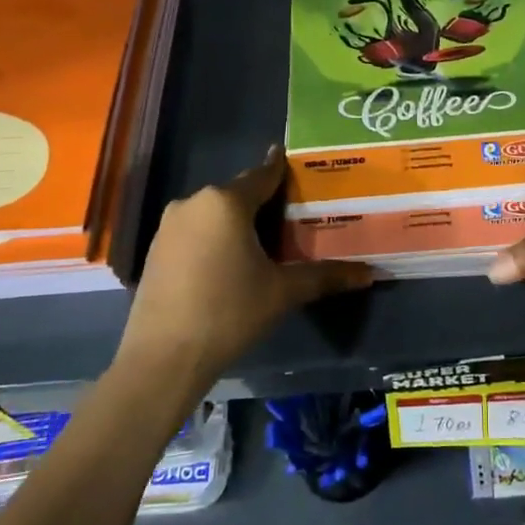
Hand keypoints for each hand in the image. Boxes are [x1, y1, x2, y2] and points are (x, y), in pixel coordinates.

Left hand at [122, 147, 372, 383]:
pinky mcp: (155, 249)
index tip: (300, 166)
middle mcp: (194, 202)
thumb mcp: (282, 292)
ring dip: (237, 222)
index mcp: (226, 202)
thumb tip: (369, 274)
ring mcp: (169, 225)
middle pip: (238, 194)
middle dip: (264, 202)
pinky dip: (215, 238)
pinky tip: (230, 262)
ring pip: (214, 213)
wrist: (163, 358)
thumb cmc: (229, 312)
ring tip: (265, 241)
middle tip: (293, 215)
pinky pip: (195, 231)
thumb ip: (325, 276)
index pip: (263, 175)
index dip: (283, 170)